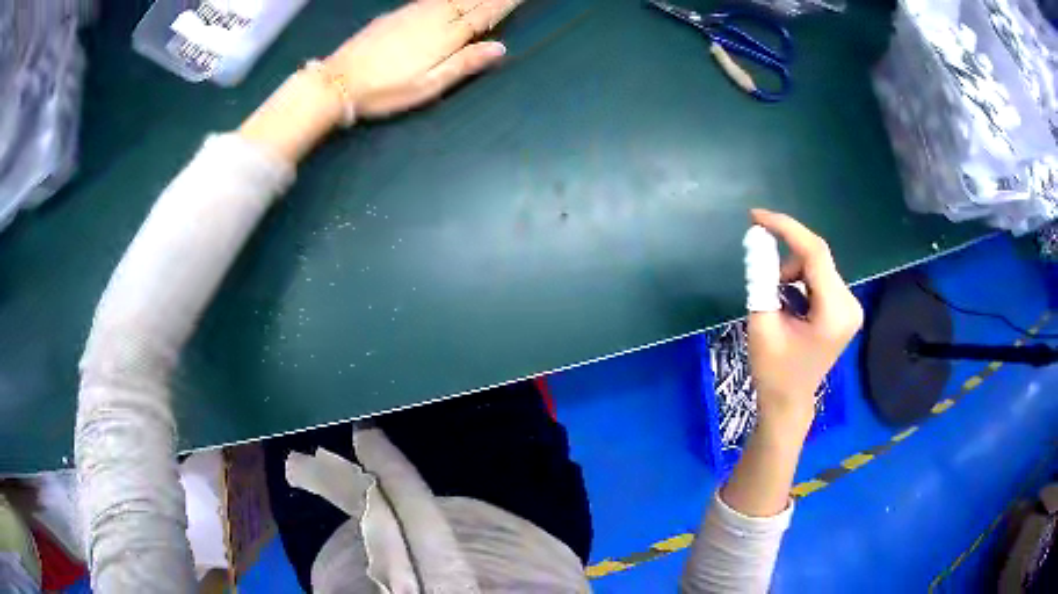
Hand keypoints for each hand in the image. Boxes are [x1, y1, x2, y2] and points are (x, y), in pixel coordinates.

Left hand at [326, 0, 522, 118]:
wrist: (338, 81)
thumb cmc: (385, 91)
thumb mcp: (428, 86)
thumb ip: (463, 64)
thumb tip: (500, 47)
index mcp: (446, 37)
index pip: (484, 14)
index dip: (505, 3)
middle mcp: (434, 18)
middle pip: (471, 0)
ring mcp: (413, 13)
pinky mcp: (397, 14)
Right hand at [746, 209, 862, 433]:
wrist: (789, 403)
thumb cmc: (773, 371)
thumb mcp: (761, 323)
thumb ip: (761, 279)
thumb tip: (757, 240)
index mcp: (834, 312)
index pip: (815, 253)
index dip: (786, 228)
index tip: (756, 217)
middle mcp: (850, 304)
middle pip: (816, 259)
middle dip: (786, 261)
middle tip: (763, 280)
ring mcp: (850, 307)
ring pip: (817, 267)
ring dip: (792, 274)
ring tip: (777, 303)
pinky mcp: (845, 309)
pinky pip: (820, 279)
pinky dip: (800, 283)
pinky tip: (791, 306)